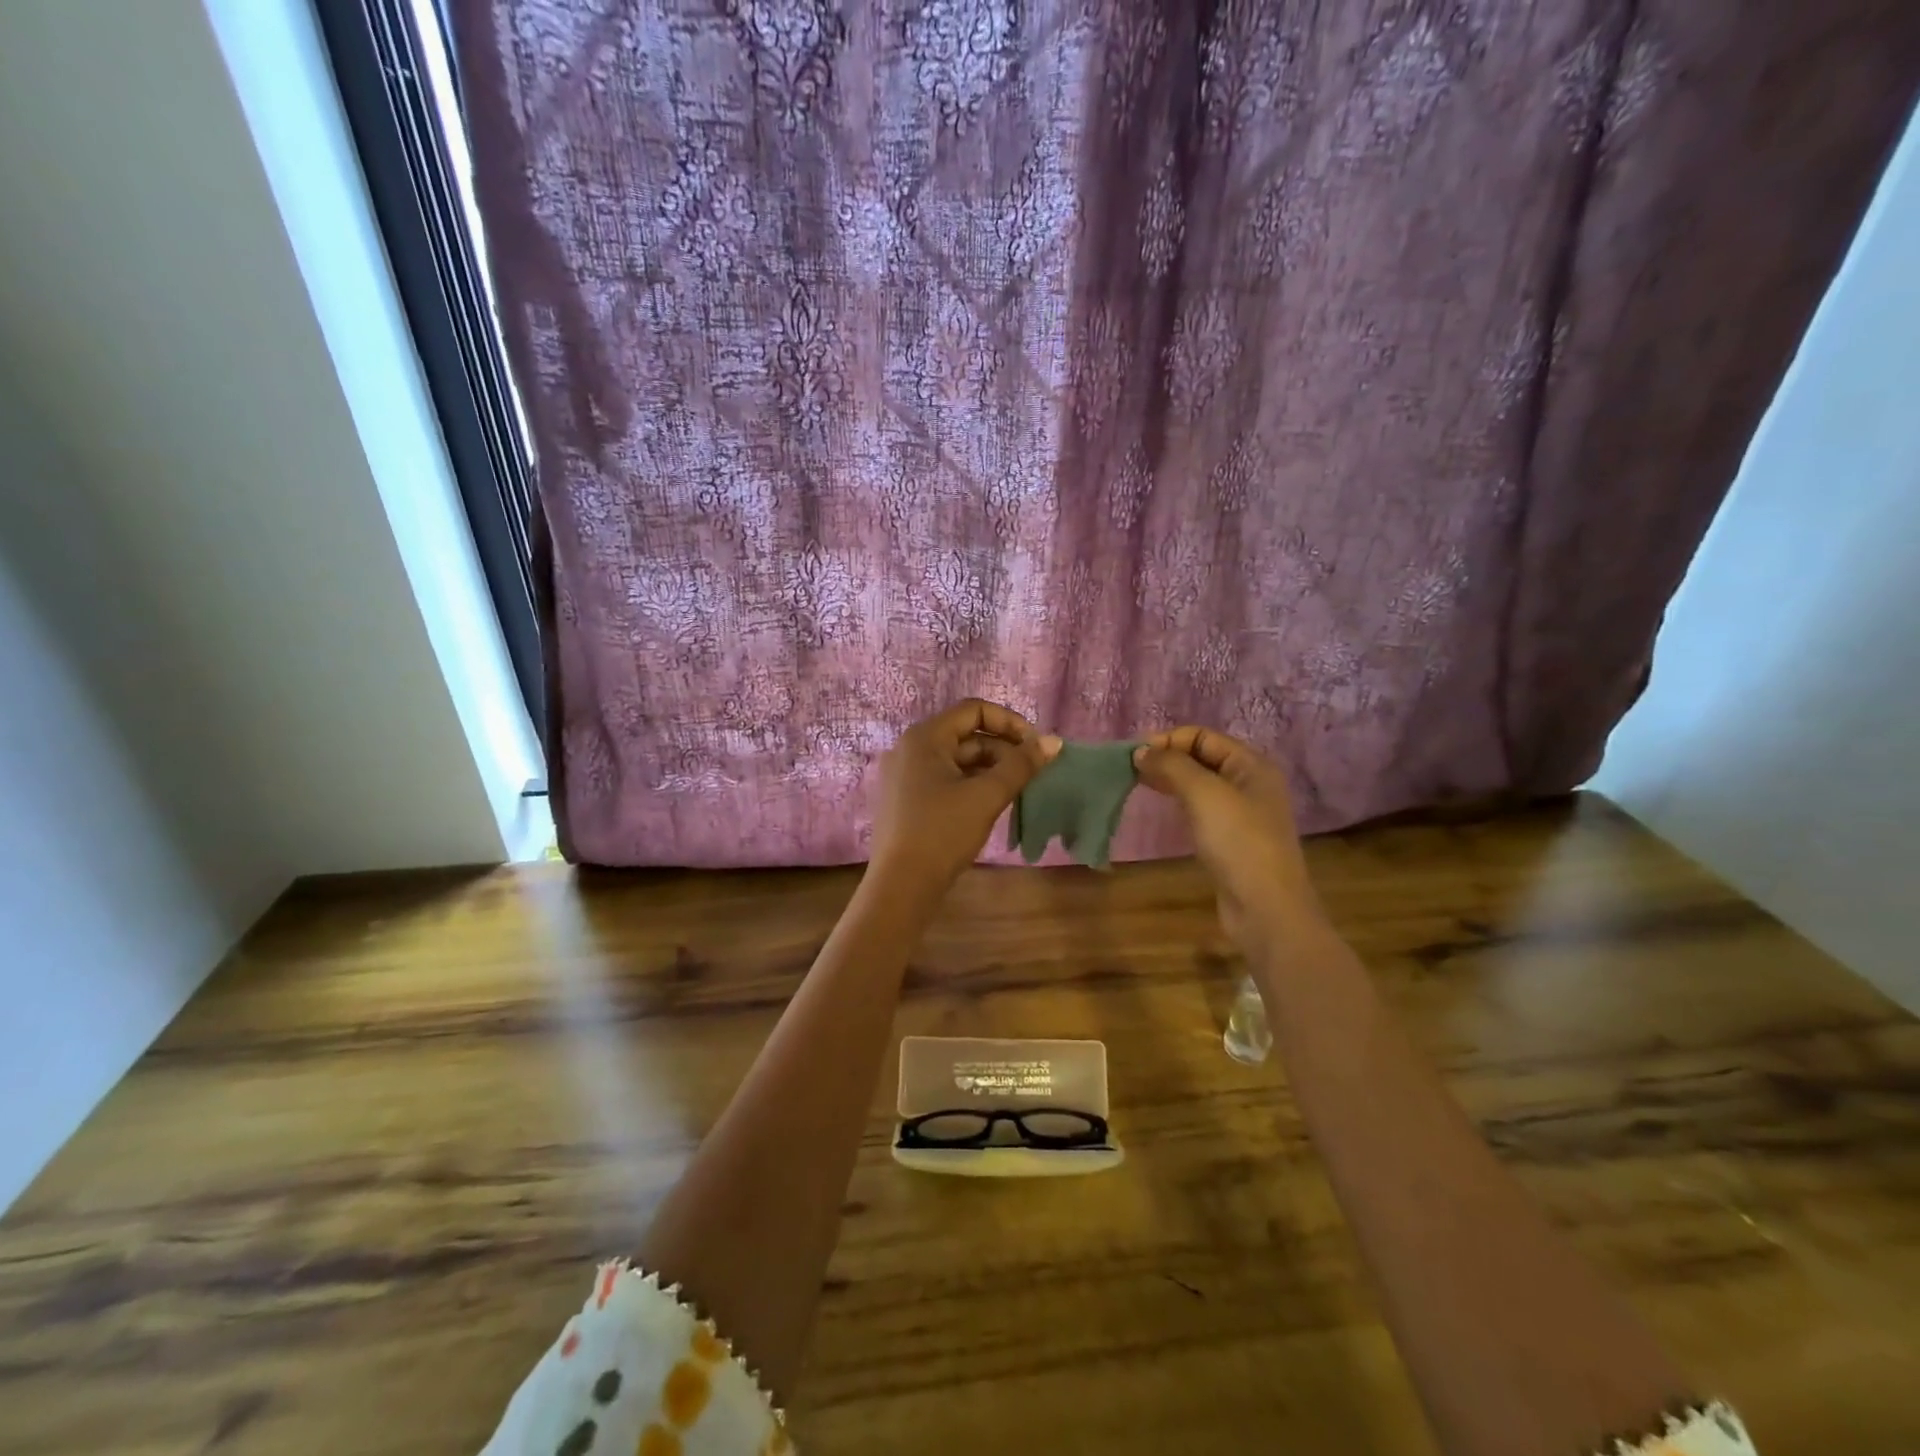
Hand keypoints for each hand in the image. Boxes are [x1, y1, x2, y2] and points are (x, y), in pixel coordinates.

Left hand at [869, 699, 1056, 893]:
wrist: (901, 886)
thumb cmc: (943, 832)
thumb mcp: (987, 796)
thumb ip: (1021, 765)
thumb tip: (1053, 741)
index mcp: (924, 737)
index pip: (973, 710)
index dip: (1010, 722)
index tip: (1035, 747)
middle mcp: (909, 748)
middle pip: (965, 735)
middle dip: (1002, 750)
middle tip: (1031, 774)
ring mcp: (903, 775)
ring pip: (956, 760)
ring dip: (989, 769)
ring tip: (1016, 791)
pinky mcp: (905, 800)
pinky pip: (943, 779)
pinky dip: (970, 784)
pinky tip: (990, 805)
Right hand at [1132, 726, 1322, 950]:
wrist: (1264, 906)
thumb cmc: (1238, 841)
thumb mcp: (1204, 794)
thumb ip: (1172, 766)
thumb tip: (1141, 751)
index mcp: (1252, 765)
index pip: (1204, 737)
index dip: (1169, 740)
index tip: (1135, 755)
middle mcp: (1250, 783)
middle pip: (1203, 758)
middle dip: (1168, 758)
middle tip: (1131, 769)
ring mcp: (1242, 813)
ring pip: (1200, 784)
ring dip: (1171, 779)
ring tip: (1139, 783)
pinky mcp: (1231, 839)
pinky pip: (1201, 808)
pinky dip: (1180, 802)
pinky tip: (1163, 808)